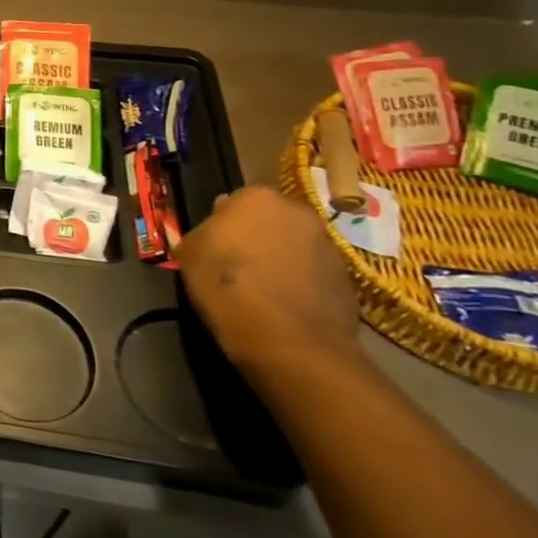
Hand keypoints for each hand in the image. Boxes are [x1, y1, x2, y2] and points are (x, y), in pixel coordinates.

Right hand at [175, 186, 364, 385]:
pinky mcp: (347, 279)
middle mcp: (297, 212)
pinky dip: (299, 282)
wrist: (290, 341)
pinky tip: (282, 304)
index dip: (222, 224)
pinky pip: (313, 272)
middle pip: (269, 219)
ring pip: (293, 245)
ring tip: (261, 288)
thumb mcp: (189, 254)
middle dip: (255, 236)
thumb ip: (202, 233)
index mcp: (257, 197)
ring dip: (280, 258)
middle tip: (237, 264)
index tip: (215, 246)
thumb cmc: (227, 286)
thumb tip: (213, 233)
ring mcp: (328, 245)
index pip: (234, 202)